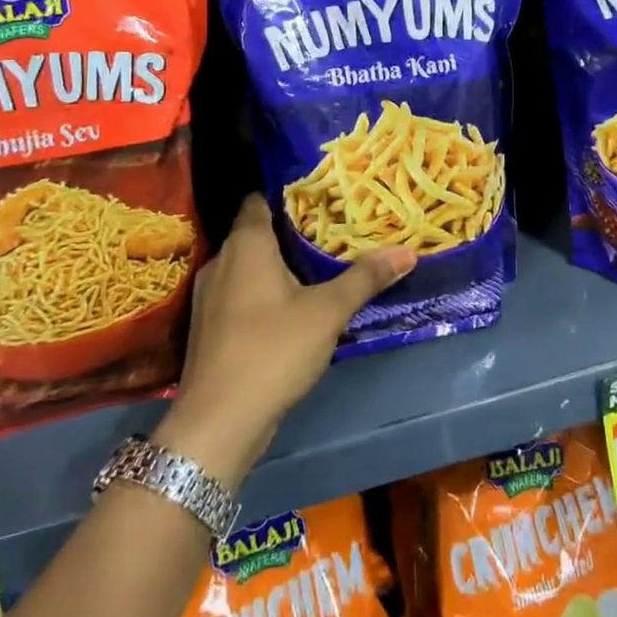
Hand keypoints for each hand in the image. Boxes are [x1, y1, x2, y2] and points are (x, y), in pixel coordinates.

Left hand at [154, 194, 414, 485]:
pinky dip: (262, 291)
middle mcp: (221, 261)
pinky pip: (239, 293)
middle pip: (255, 232)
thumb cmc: (272, 350)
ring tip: (317, 263)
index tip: (320, 194)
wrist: (217, 423)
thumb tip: (408, 251)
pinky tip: (290, 305)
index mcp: (246, 244)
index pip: (259, 200)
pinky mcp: (209, 327)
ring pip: (247, 265)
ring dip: (276, 264)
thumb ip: (365, 278)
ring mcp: (209, 296)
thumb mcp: (328, 312)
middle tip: (330, 228)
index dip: (287, 194)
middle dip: (290, 230)